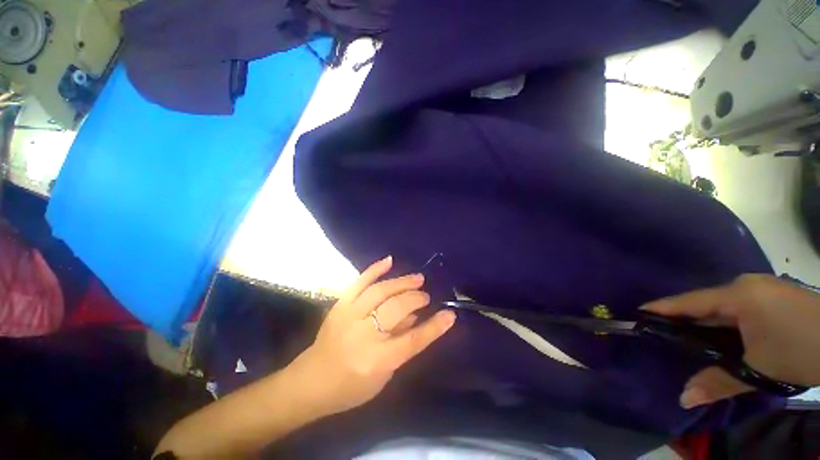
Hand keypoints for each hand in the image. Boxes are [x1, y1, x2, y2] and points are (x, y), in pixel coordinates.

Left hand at [288, 256, 455, 416]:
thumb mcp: (383, 376)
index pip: (412, 340)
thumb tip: (416, 317)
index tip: (449, 314)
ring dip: (402, 282)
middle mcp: (363, 334)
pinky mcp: (340, 304)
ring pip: (380, 291)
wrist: (311, 381)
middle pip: (396, 309)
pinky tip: (389, 260)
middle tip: (425, 295)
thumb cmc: (351, 387)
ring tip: (417, 278)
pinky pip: (359, 281)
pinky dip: (375, 269)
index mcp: (376, 360)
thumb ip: (402, 345)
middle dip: (415, 299)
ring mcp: (349, 315)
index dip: (434, 327)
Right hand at [643, 274, 819, 408]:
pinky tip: (722, 336)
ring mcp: (762, 289)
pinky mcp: (773, 296)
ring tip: (686, 338)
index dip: (661, 308)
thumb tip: (682, 398)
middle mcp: (746, 285)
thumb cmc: (802, 350)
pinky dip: (724, 322)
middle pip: (704, 303)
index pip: (689, 301)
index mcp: (739, 294)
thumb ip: (719, 382)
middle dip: (682, 319)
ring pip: (722, 306)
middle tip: (659, 333)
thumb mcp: (760, 370)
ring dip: (705, 322)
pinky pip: (738, 307)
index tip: (636, 314)